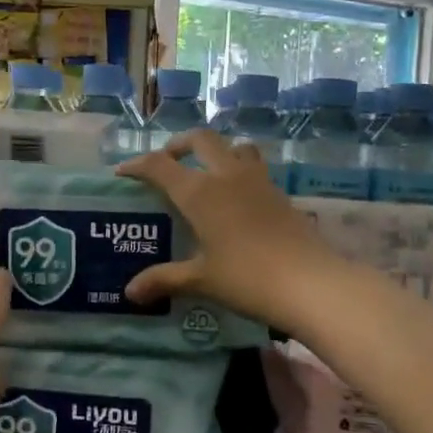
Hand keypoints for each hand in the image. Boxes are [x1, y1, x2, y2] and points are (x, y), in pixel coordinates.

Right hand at [115, 130, 340, 330]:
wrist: (310, 283)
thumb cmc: (247, 278)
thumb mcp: (201, 280)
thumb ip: (164, 280)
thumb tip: (130, 292)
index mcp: (199, 192)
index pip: (160, 165)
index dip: (137, 165)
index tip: (122, 172)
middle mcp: (226, 176)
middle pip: (200, 140)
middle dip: (178, 145)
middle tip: (168, 162)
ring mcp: (257, 181)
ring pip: (233, 146)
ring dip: (215, 151)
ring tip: (206, 172)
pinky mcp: (279, 193)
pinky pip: (254, 167)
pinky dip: (238, 170)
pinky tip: (237, 198)